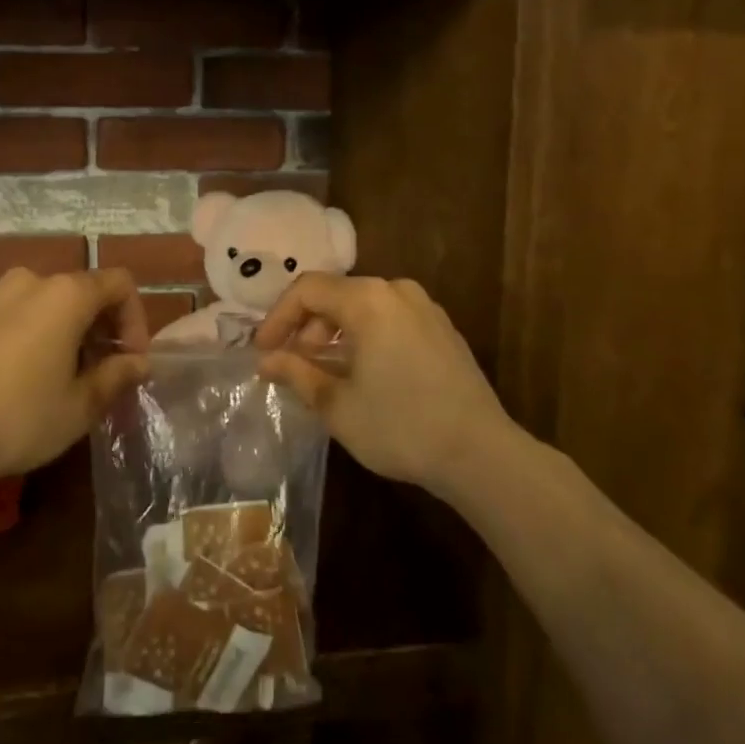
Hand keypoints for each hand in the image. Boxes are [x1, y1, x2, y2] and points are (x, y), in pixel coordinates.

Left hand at [0, 268, 148, 483]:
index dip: (134, 318)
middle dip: (92, 325)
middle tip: (91, 370)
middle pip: (75, 290)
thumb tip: (140, 363)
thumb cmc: (19, 420)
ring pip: (32, 301)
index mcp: (65, 295)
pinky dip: (8, 332)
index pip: (118, 284)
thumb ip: (116, 376)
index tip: (129, 359)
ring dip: (49, 327)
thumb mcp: (80, 407)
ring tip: (42, 372)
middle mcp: (26, 280)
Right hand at [256, 275, 507, 492]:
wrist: (480, 453)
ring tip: (324, 372)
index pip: (307, 290)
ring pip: (364, 307)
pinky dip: (365, 337)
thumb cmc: (400, 426)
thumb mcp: (337, 405)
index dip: (278, 317)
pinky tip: (362, 373)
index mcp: (368, 300)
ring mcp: (425, 307)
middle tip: (292, 364)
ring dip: (335, 334)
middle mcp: (396, 290)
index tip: (263, 351)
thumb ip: (297, 373)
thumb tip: (266, 360)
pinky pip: (390, 319)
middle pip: (336, 294)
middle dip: (307, 327)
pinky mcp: (442, 329)